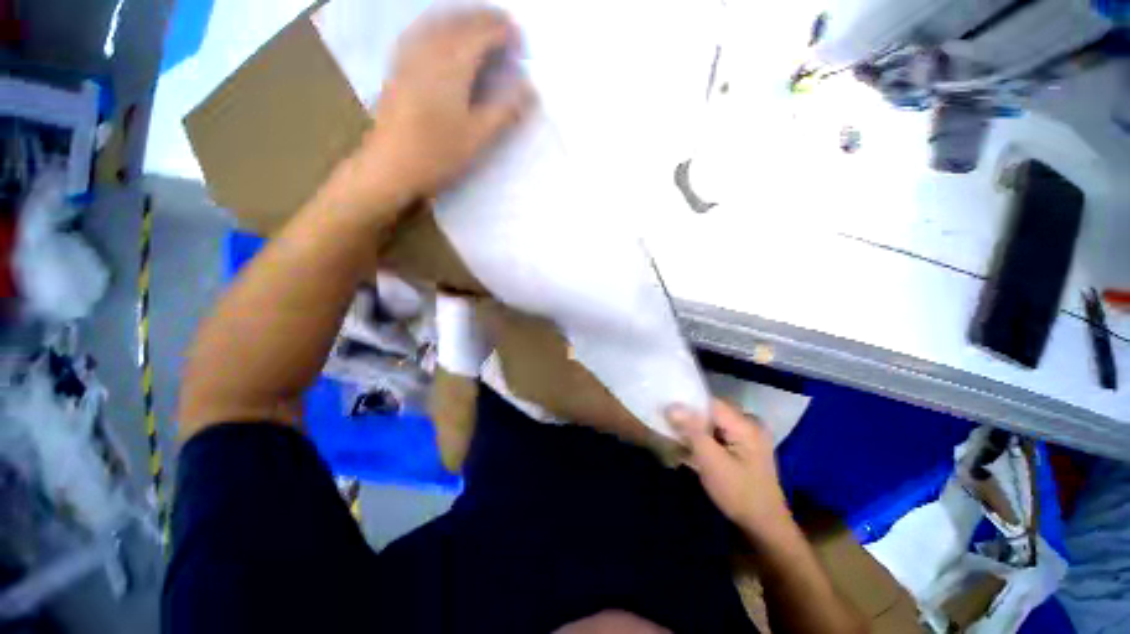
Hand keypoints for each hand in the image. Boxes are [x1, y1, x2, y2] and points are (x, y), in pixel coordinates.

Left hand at [357, 8, 534, 200]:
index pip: (483, 32)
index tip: (521, 40)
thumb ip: (505, 110)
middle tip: (506, 29)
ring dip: (464, 18)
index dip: (504, 31)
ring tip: (481, 27)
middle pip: (462, 20)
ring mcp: (410, 53)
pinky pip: (422, 30)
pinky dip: (441, 25)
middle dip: (486, 19)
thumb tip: (531, 90)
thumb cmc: (438, 153)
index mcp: (453, 63)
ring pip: (440, 20)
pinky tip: (445, 35)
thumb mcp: (478, 137)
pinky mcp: (398, 64)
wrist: (391, 165)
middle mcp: (430, 48)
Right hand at [667, 400, 791, 539]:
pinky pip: (720, 432)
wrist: (765, 526)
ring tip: (679, 438)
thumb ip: (691, 431)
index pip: (710, 402)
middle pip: (712, 410)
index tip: (666, 411)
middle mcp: (750, 423)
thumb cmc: (738, 493)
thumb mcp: (711, 462)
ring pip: (715, 422)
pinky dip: (706, 437)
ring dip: (697, 429)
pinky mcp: (746, 445)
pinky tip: (694, 449)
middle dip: (691, 418)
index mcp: (746, 424)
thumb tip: (671, 406)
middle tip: (671, 427)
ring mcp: (750, 435)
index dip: (687, 404)